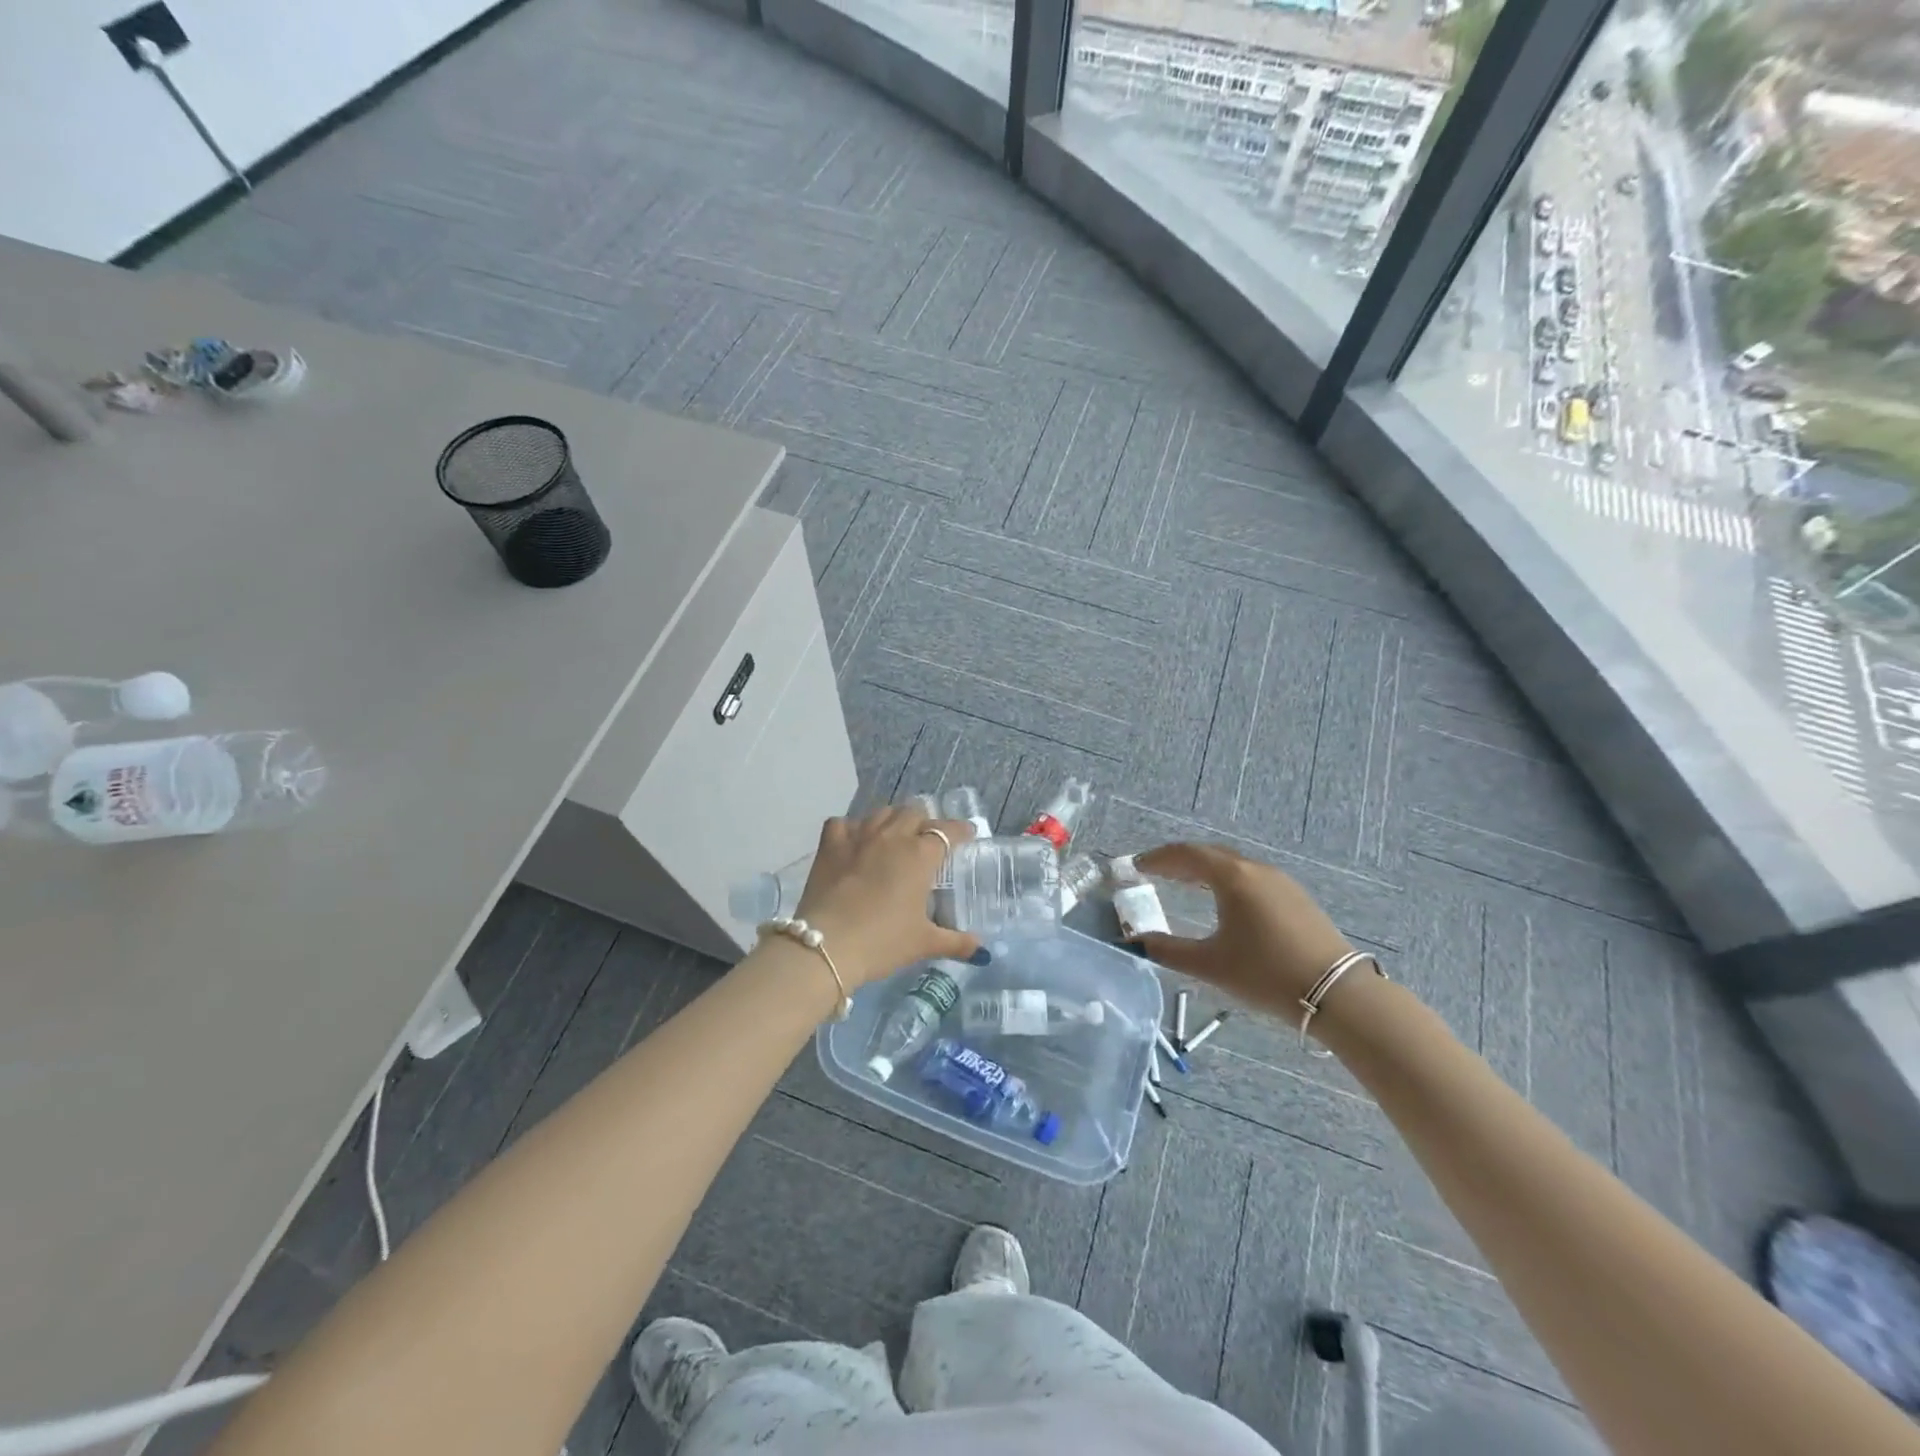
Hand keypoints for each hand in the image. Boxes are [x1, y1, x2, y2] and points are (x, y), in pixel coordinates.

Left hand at [794, 807, 980, 987]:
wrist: (827, 945)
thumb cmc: (882, 941)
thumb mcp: (923, 943)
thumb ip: (955, 942)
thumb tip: (981, 949)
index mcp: (920, 855)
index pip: (947, 831)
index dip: (960, 830)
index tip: (967, 835)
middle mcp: (892, 836)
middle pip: (914, 813)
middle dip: (925, 822)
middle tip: (927, 840)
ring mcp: (858, 836)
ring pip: (881, 813)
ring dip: (892, 820)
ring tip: (894, 836)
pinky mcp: (830, 845)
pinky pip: (843, 823)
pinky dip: (852, 828)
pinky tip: (854, 841)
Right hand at [1132, 843, 1354, 1025]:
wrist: (1337, 994)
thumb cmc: (1265, 974)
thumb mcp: (1210, 964)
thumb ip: (1166, 950)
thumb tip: (1132, 943)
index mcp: (1232, 878)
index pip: (1187, 855)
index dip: (1158, 858)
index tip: (1137, 865)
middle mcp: (1256, 870)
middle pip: (1210, 854)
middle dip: (1180, 861)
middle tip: (1156, 872)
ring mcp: (1280, 882)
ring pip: (1233, 865)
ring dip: (1205, 869)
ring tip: (1185, 883)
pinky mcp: (1296, 898)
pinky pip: (1251, 877)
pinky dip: (1227, 880)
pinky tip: (1224, 900)